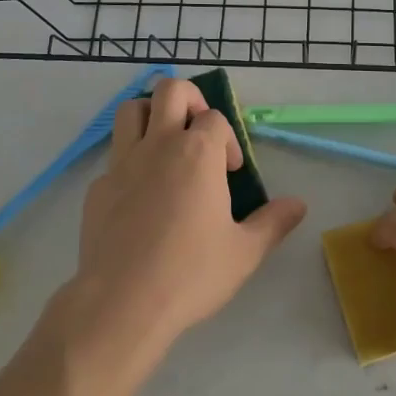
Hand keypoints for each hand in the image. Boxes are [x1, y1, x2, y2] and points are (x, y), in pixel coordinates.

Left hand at [67, 78, 305, 357]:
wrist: (121, 304)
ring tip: (165, 147)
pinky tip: (138, 200)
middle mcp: (158, 144)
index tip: (230, 172)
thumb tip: (299, 204)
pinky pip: (114, 158)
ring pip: (131, 110)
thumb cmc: (190, 274)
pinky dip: (129, 164)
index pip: (216, 117)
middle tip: (198, 132)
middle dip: (189, 100)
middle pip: (170, 91)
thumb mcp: (244, 253)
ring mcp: (122, 163)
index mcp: (197, 152)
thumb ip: (273, 222)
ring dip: (150, 116)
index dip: (228, 139)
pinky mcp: (97, 187)